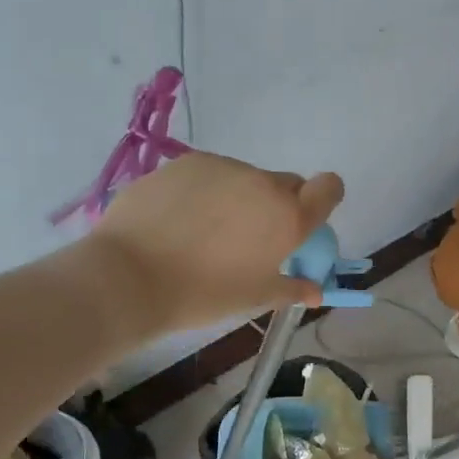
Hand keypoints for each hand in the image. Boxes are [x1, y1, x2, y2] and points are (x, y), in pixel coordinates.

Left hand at [78, 153, 344, 336]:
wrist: (130, 277)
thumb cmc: (203, 294)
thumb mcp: (255, 297)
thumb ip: (292, 288)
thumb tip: (315, 290)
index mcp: (289, 217)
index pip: (329, 188)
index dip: (323, 199)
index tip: (304, 221)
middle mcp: (263, 184)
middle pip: (286, 185)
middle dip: (277, 207)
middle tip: (251, 239)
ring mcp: (224, 168)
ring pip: (246, 180)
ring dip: (240, 199)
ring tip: (206, 233)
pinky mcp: (187, 162)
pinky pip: (211, 175)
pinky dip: (207, 192)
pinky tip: (180, 220)